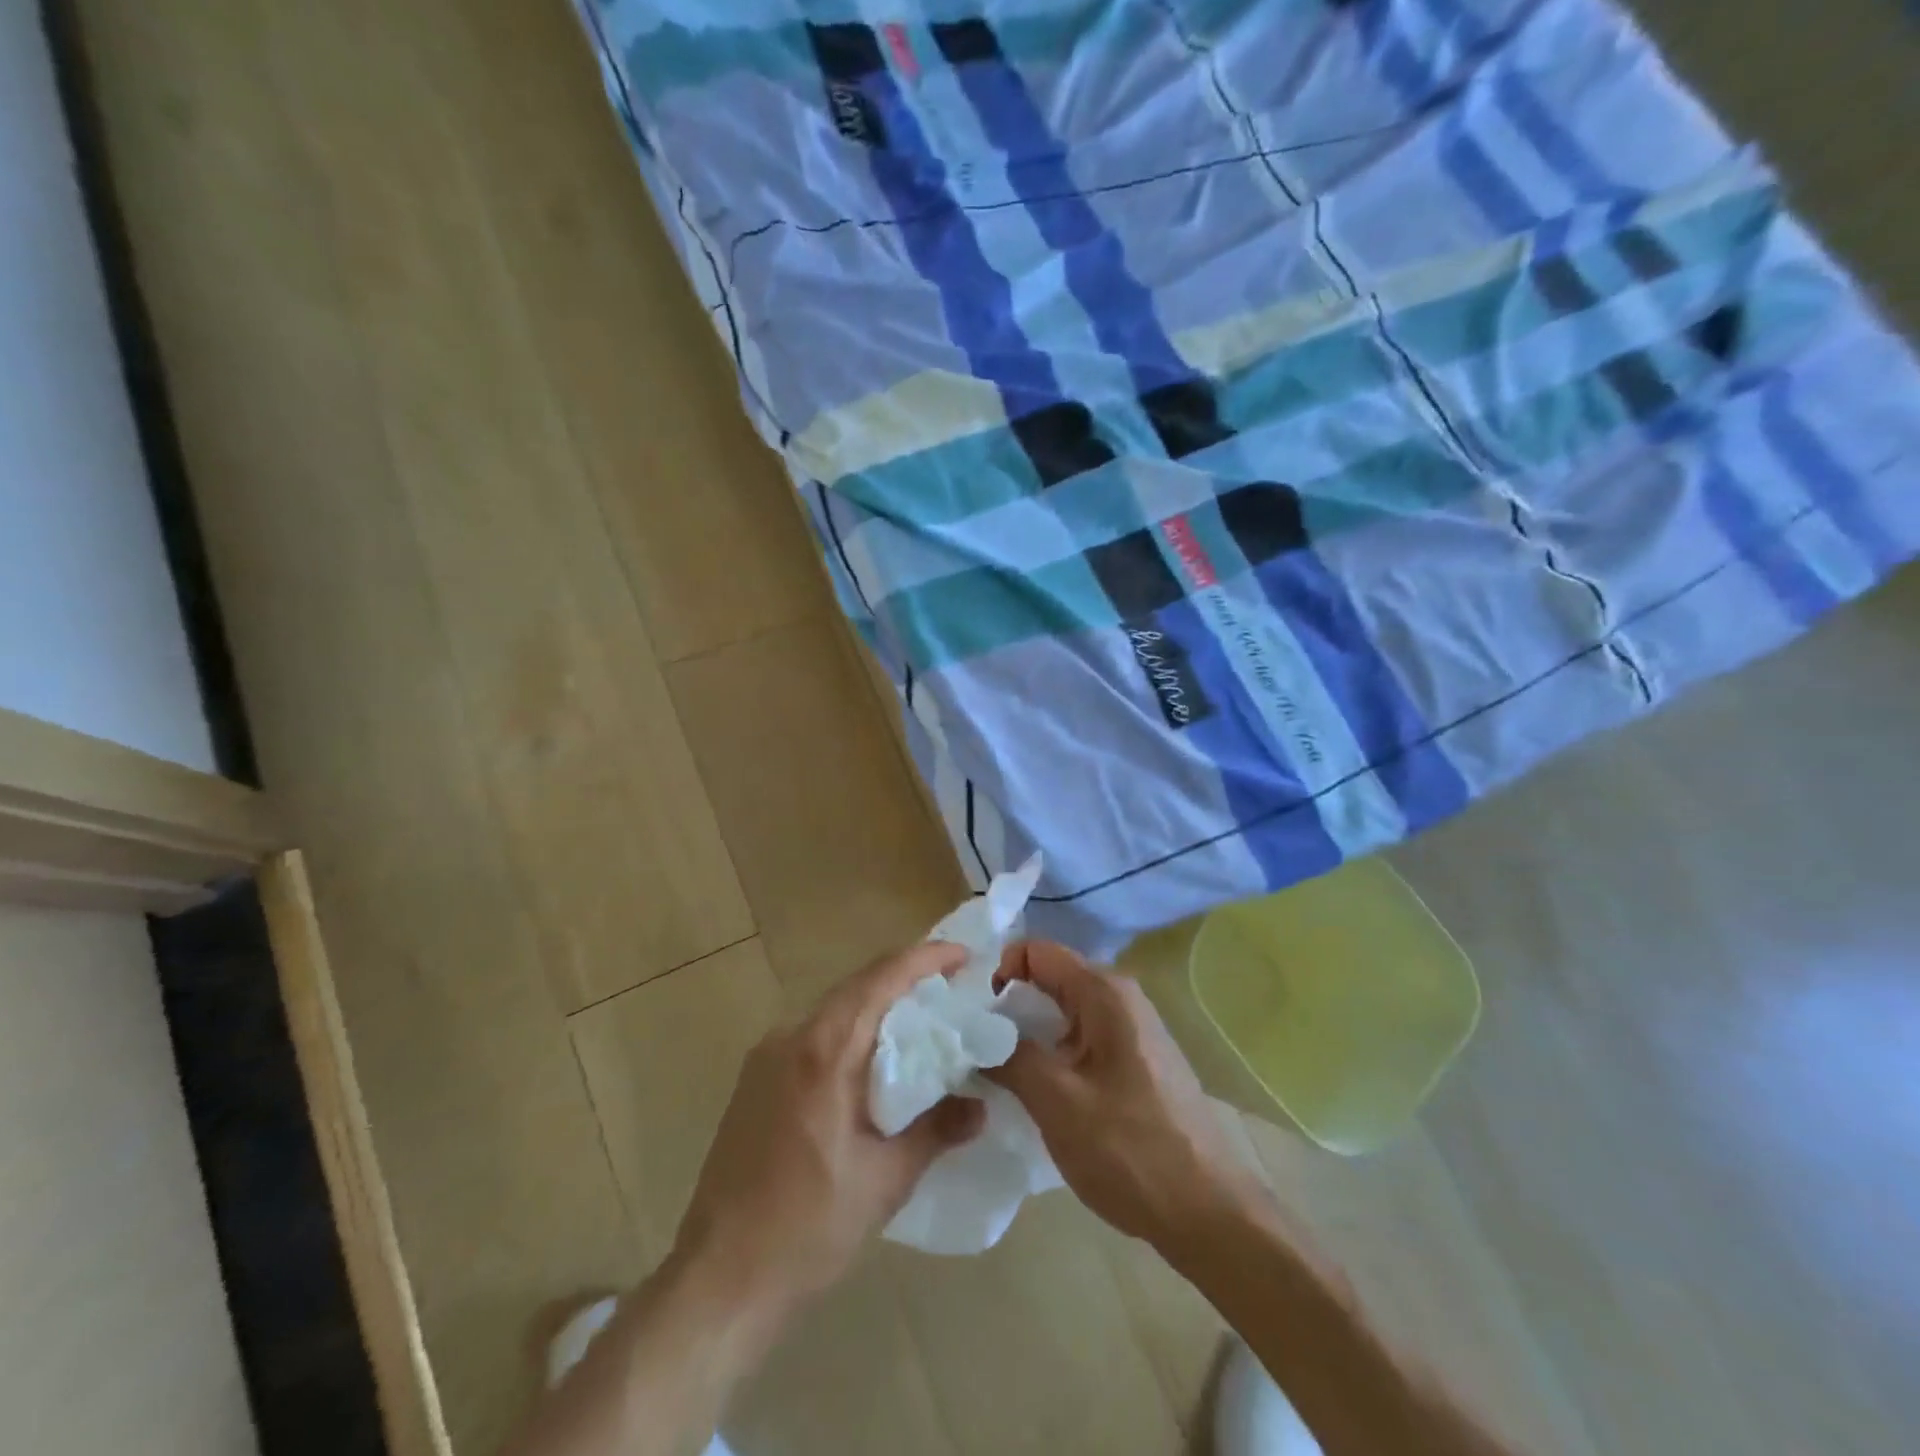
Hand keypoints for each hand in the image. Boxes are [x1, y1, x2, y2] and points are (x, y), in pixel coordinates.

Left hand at [672, 942, 985, 1318]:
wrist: (719, 1279)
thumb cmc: (808, 1228)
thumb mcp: (885, 1180)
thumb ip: (936, 1131)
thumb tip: (981, 1106)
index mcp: (824, 1052)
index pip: (880, 979)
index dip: (924, 959)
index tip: (963, 955)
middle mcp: (790, 1038)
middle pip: (856, 987)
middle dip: (904, 978)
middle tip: (951, 987)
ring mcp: (766, 1057)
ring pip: (833, 1010)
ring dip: (876, 1006)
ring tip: (920, 1021)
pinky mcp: (754, 1081)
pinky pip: (812, 1035)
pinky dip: (849, 1032)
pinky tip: (871, 1061)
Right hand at [985, 940, 1264, 1250]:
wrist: (1209, 1213)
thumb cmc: (1131, 1150)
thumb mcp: (1057, 1102)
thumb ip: (1009, 1056)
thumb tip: (972, 1032)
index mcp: (1104, 993)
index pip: (1037, 951)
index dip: (999, 973)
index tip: (972, 1015)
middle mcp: (1120, 998)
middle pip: (1049, 979)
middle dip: (1008, 1005)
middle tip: (972, 1043)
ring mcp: (1131, 1030)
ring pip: (1062, 1012)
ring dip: (1027, 1033)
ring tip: (995, 1068)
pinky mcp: (1134, 1061)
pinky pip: (1080, 1038)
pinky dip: (1051, 1052)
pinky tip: (1035, 1089)